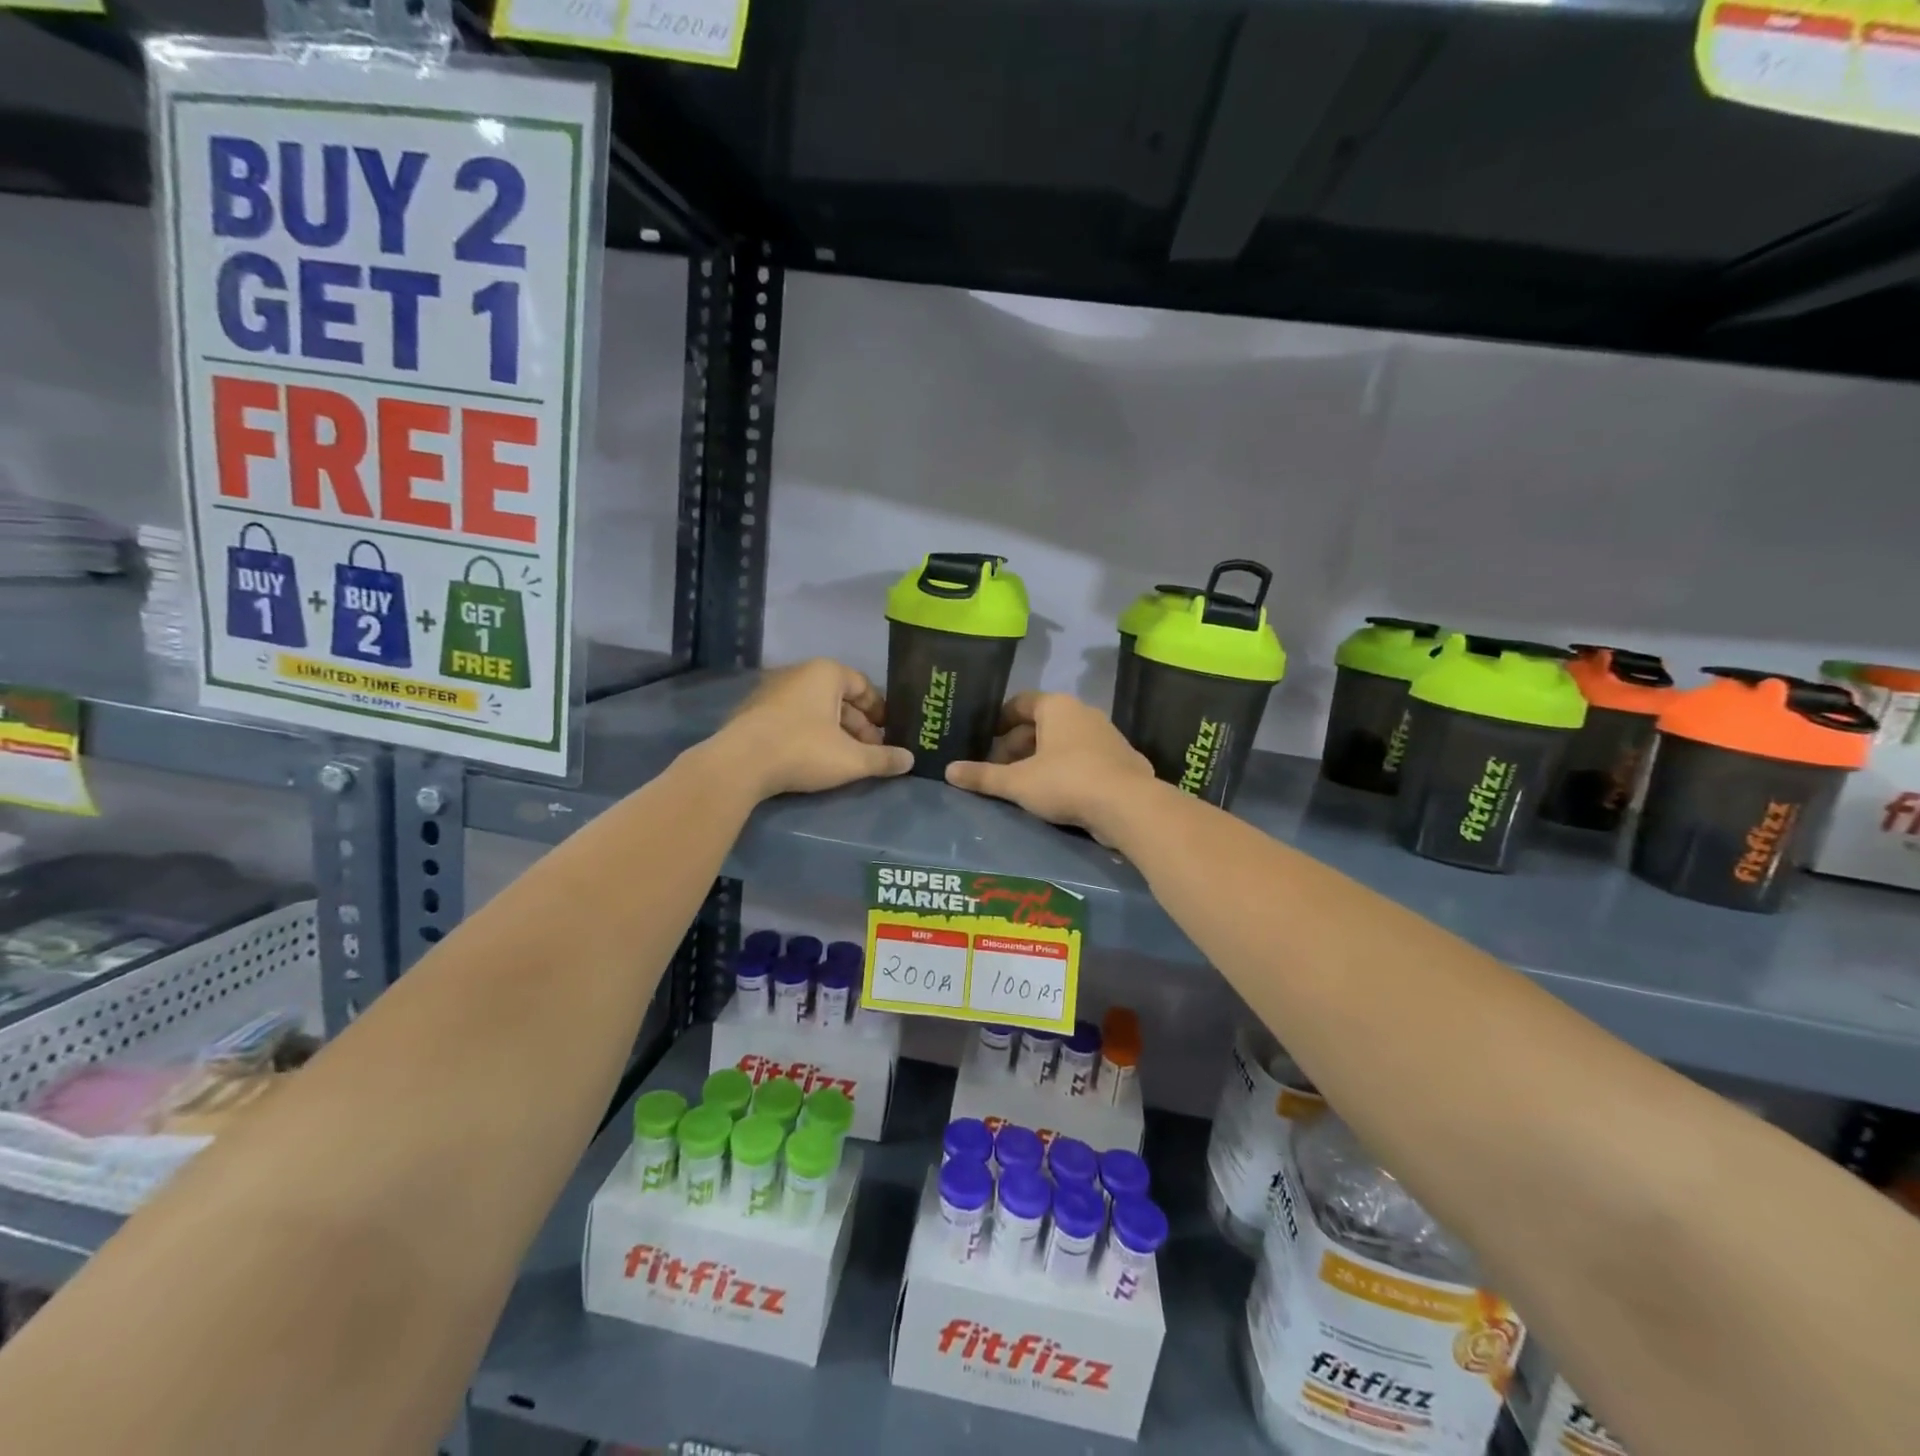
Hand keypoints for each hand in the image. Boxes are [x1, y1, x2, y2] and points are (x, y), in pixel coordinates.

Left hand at [705, 659, 913, 799]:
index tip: (888, 732)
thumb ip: (883, 758)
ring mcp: (772, 690)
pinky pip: (792, 717)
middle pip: (838, 697)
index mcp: (825, 673)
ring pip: (815, 708)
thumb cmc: (803, 750)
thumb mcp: (852, 759)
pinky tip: (812, 757)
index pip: (863, 684)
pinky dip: (808, 732)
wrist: (740, 764)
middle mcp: (798, 673)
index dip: (879, 710)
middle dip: (858, 724)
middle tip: (870, 750)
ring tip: (844, 757)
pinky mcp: (753, 712)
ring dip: (834, 730)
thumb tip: (910, 760)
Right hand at [945, 692, 1155, 841]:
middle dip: (1018, 744)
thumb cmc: (1066, 782)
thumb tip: (948, 771)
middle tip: (1000, 768)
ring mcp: (1108, 736)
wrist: (1128, 806)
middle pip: (1043, 723)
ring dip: (1043, 758)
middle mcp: (1084, 713)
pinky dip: (1068, 770)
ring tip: (1026, 784)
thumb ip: (983, 776)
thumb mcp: (1017, 782)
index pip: (1021, 702)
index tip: (985, 739)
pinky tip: (1060, 795)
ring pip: (1066, 741)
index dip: (1000, 719)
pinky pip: (1086, 759)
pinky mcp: (1123, 761)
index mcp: (1057, 707)